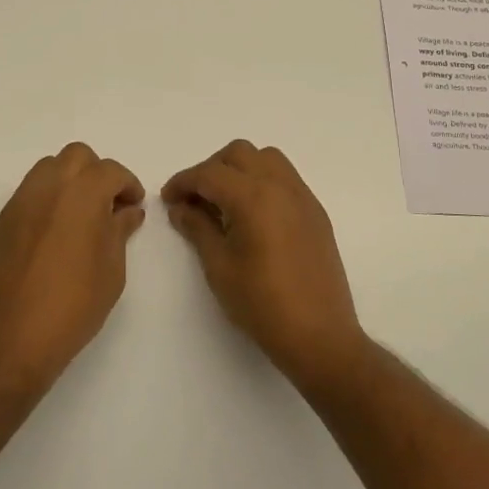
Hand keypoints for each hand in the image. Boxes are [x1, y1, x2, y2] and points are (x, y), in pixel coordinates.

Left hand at [0, 143, 145, 392]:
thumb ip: (120, 230)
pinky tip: (56, 230)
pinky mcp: (4, 219)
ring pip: (50, 167)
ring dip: (70, 180)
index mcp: (83, 193)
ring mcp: (22, 200)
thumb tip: (127, 211)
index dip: (128, 185)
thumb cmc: (74, 304)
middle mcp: (50, 186)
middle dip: (97, 173)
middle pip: (78, 156)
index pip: (111, 171)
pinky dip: (48, 197)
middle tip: (109, 204)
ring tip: (81, 214)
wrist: (13, 337)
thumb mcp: (112, 269)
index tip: (134, 205)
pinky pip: (31, 191)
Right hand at [163, 141, 368, 392]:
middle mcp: (280, 186)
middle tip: (195, 199)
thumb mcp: (219, 267)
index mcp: (253, 197)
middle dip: (211, 169)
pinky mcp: (315, 212)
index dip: (183, 182)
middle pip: (239, 154)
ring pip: (266, 158)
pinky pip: (285, 178)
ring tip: (225, 202)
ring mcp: (302, 197)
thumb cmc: (261, 304)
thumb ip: (198, 228)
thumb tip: (181, 207)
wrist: (319, 335)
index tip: (168, 199)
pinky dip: (263, 181)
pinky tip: (252, 215)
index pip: (209, 173)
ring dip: (240, 169)